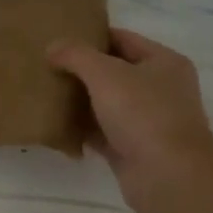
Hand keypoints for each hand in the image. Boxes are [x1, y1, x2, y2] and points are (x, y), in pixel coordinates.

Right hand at [48, 28, 212, 211]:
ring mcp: (147, 121)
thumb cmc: (143, 114)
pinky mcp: (132, 148)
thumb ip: (76, 55)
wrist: (167, 176)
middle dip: (81, 70)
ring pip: (106, 103)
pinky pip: (101, 132)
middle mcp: (160, 89)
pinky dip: (82, 129)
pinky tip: (55, 125)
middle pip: (113, 71)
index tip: (58, 39)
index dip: (91, 36)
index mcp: (163, 62)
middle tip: (46, 66)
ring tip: (45, 93)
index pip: (122, 39)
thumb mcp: (105, 74)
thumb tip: (52, 47)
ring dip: (79, 100)